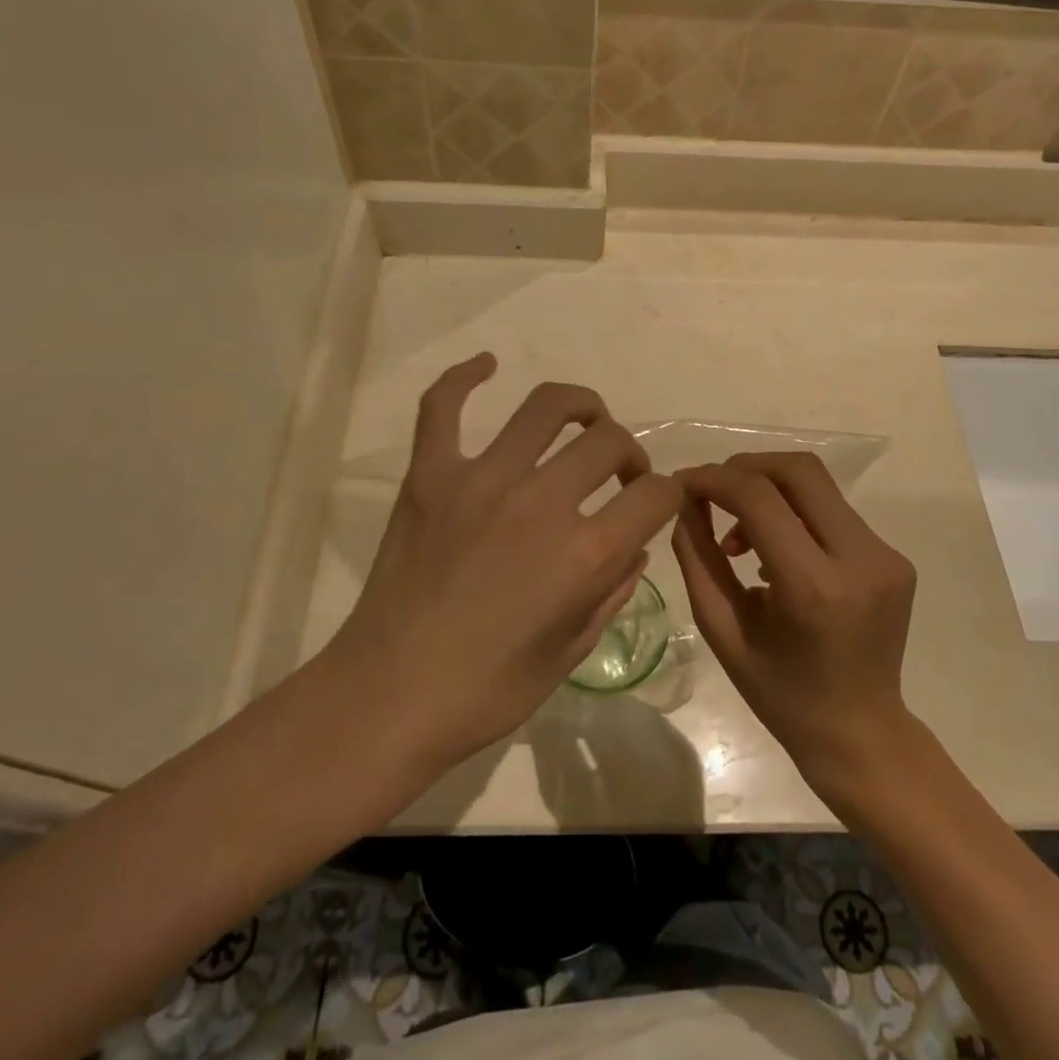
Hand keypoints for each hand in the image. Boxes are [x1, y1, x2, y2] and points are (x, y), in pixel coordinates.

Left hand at [321, 354, 680, 775]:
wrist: (389, 695)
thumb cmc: (486, 690)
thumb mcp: (570, 652)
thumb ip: (612, 591)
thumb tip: (632, 545)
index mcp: (584, 554)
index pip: (655, 496)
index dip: (669, 496)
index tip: (656, 504)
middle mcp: (541, 502)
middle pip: (610, 441)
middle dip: (630, 454)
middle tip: (620, 475)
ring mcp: (481, 480)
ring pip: (546, 407)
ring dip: (581, 405)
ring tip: (586, 418)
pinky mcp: (430, 474)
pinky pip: (442, 406)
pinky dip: (465, 377)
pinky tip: (486, 364)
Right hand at [673, 452, 916, 783]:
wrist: (860, 734)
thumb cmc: (780, 693)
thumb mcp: (722, 629)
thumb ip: (698, 557)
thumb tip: (685, 499)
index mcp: (814, 588)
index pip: (758, 498)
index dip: (713, 479)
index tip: (682, 484)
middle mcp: (860, 559)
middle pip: (798, 471)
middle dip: (744, 468)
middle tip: (711, 494)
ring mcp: (886, 556)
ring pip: (817, 485)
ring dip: (769, 491)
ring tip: (740, 539)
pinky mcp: (895, 557)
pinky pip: (833, 512)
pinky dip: (794, 514)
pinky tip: (776, 552)